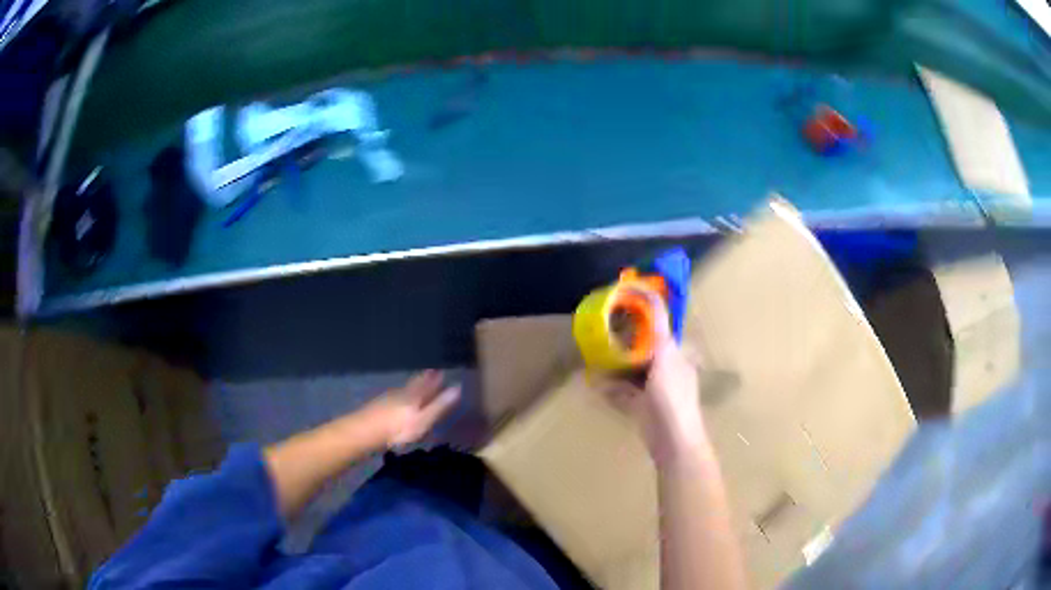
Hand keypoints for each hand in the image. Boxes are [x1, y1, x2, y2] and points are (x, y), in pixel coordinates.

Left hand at [360, 371, 461, 447]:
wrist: (366, 431)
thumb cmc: (399, 429)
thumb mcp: (423, 420)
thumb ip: (439, 406)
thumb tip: (457, 388)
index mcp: (414, 396)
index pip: (427, 384)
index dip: (434, 379)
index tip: (441, 371)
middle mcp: (401, 393)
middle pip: (414, 384)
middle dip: (423, 379)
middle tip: (430, 371)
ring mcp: (388, 399)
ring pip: (403, 389)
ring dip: (412, 386)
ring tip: (417, 383)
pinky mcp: (378, 407)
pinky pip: (394, 396)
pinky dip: (400, 395)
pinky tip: (397, 399)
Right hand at [603, 305, 706, 463]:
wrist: (673, 440)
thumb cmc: (673, 397)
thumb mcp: (666, 359)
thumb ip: (658, 333)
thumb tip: (651, 302)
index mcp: (675, 353)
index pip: (661, 324)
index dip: (645, 309)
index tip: (625, 295)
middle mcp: (665, 367)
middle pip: (643, 346)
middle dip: (624, 338)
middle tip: (602, 327)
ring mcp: (653, 388)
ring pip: (631, 369)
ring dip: (615, 362)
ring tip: (595, 353)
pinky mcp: (641, 406)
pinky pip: (623, 391)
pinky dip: (610, 387)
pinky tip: (594, 382)